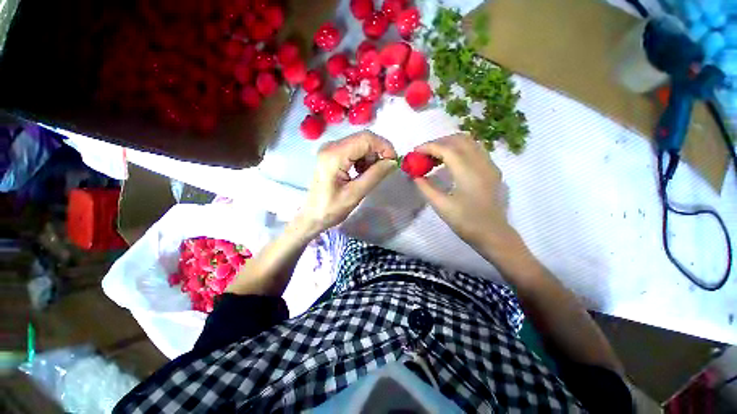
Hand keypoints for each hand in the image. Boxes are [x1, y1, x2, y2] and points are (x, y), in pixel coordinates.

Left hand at [298, 131, 396, 235]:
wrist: (312, 215)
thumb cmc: (331, 209)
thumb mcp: (355, 194)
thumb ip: (375, 175)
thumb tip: (393, 162)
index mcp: (335, 155)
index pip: (366, 139)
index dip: (384, 147)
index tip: (394, 162)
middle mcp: (331, 146)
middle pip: (363, 138)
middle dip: (379, 152)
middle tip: (385, 169)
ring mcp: (330, 149)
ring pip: (360, 143)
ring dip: (371, 157)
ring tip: (370, 174)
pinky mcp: (332, 154)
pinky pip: (354, 150)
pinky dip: (363, 159)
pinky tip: (362, 173)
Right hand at [414, 134, 515, 250]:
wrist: (493, 234)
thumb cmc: (466, 222)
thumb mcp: (441, 206)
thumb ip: (426, 188)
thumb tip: (415, 176)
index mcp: (467, 172)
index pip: (446, 149)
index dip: (428, 147)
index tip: (415, 151)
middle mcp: (481, 162)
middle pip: (459, 139)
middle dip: (438, 142)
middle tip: (424, 153)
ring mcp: (489, 165)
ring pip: (469, 142)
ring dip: (450, 144)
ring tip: (435, 156)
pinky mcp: (492, 170)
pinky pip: (475, 150)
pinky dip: (460, 149)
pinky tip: (451, 162)